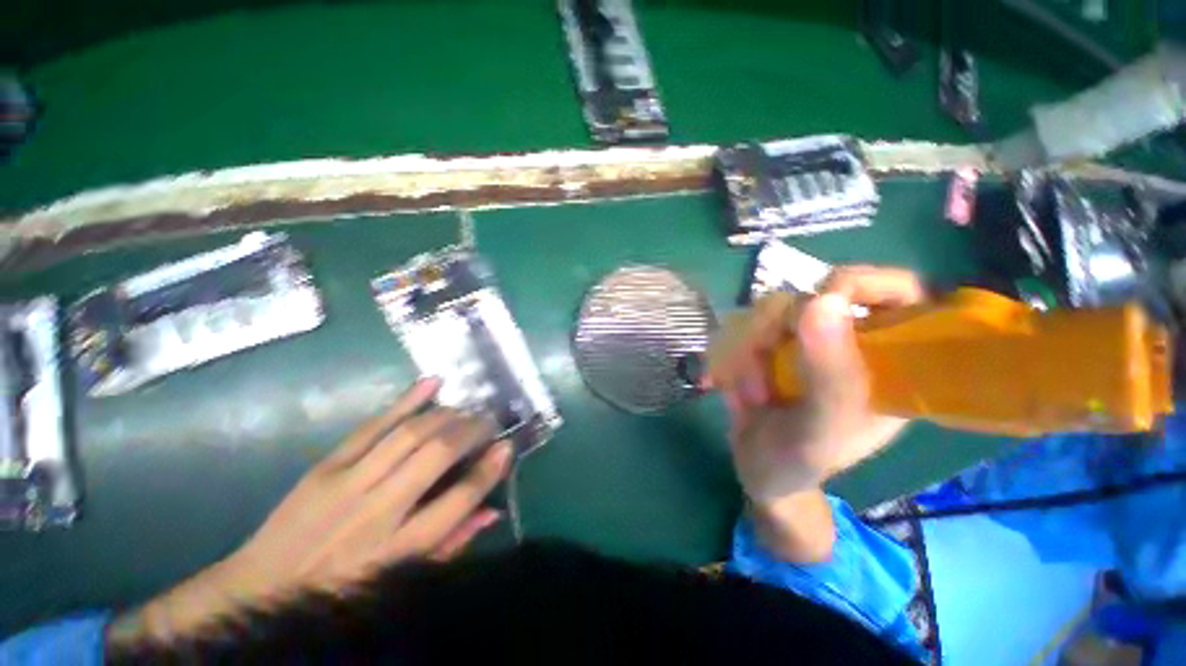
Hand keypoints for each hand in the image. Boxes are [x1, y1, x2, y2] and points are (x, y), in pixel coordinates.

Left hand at [109, 378, 511, 643]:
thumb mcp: (400, 582)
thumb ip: (450, 545)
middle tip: (490, 421)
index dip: (489, 470)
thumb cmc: (341, 590)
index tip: (507, 447)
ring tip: (468, 409)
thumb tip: (492, 510)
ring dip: (448, 415)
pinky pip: (373, 424)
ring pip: (410, 434)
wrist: (261, 588)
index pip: (458, 502)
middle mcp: (377, 512)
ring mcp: (347, 483)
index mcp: (398, 550)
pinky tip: (433, 383)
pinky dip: (407, 400)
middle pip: (436, 456)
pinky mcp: (326, 465)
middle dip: (472, 431)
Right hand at [707, 266, 926, 502]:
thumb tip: (823, 300)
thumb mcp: (822, 430)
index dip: (864, 283)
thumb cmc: (799, 461)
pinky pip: (743, 326)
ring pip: (770, 310)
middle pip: (814, 296)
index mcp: (887, 361)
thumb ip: (830, 374)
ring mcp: (804, 339)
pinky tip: (734, 384)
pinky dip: (732, 354)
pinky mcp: (769, 343)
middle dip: (777, 330)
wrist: (758, 469)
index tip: (820, 301)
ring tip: (751, 392)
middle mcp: (847, 341)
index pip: (899, 293)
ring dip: (748, 350)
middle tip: (764, 364)